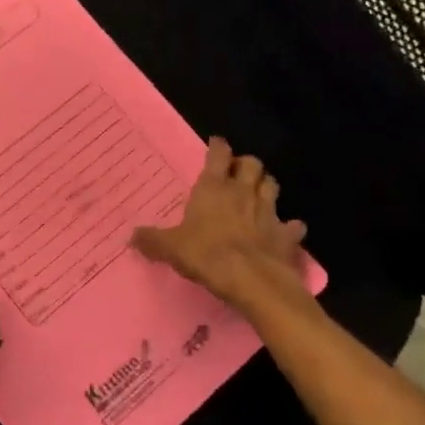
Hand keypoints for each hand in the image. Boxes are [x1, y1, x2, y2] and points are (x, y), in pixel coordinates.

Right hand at [132, 138, 309, 310]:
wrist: (252, 280)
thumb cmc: (207, 255)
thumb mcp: (170, 248)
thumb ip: (152, 240)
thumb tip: (132, 236)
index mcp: (213, 188)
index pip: (218, 155)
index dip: (218, 147)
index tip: (216, 143)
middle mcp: (242, 192)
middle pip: (252, 164)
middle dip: (246, 164)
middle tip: (238, 171)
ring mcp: (268, 211)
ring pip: (272, 185)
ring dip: (266, 185)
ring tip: (259, 191)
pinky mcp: (286, 235)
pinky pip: (293, 225)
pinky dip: (290, 226)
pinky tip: (286, 230)